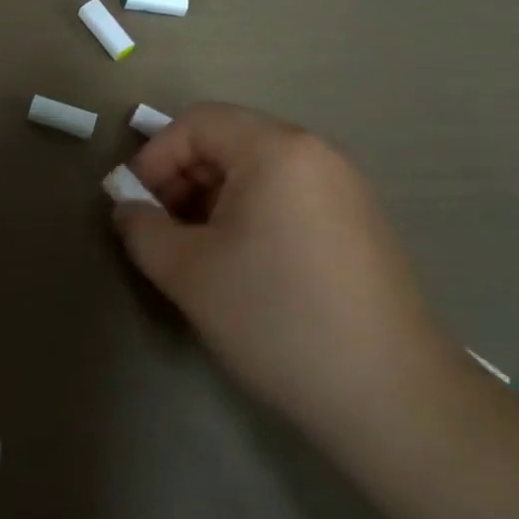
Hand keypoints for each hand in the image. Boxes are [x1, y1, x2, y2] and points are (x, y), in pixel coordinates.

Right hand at [111, 104, 445, 433]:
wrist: (390, 396)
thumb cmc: (276, 317)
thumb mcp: (188, 272)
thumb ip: (142, 229)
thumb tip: (128, 209)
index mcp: (277, 149)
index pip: (197, 122)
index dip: (154, 158)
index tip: (136, 207)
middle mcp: (317, 154)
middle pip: (229, 142)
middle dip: (182, 180)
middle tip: (162, 234)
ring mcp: (346, 189)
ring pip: (258, 172)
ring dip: (213, 201)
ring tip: (199, 255)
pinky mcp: (359, 225)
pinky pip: (288, 198)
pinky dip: (251, 217)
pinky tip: (244, 268)